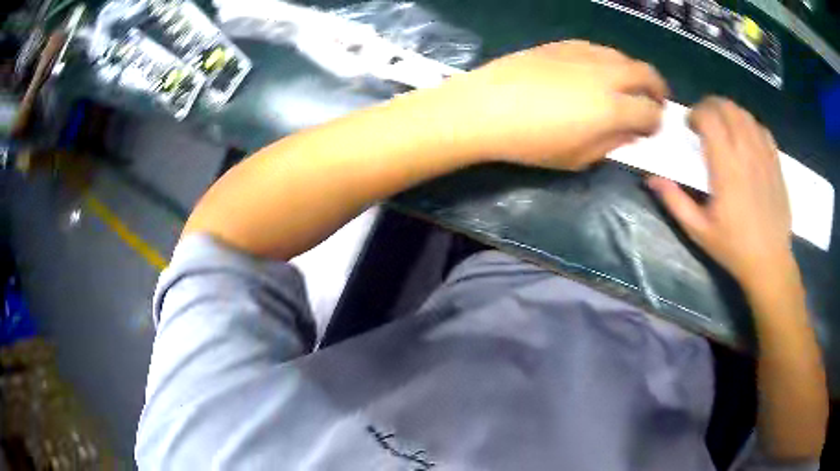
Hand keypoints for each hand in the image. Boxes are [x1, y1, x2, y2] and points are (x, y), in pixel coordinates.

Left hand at [433, 40, 668, 169]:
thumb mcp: (577, 158)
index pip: (651, 112)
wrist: (485, 107)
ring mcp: (584, 54)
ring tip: (628, 86)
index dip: (656, 122)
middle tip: (654, 101)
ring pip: (623, 57)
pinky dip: (608, 61)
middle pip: (646, 74)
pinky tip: (598, 72)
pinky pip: (598, 49)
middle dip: (657, 89)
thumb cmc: (530, 142)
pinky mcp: (563, 44)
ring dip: (634, 72)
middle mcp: (605, 75)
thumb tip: (630, 133)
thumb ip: (611, 144)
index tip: (651, 128)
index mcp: (612, 108)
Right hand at [647, 97, 793, 289]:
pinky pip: (761, 128)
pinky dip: (749, 124)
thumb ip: (675, 202)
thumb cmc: (733, 248)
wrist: (770, 262)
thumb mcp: (699, 231)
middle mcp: (746, 153)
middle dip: (710, 106)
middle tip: (703, 123)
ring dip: (729, 113)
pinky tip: (745, 138)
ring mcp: (764, 155)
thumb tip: (652, 179)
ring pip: (744, 114)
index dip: (695, 113)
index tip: (690, 127)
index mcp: (726, 168)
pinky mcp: (775, 162)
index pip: (709, 117)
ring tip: (723, 129)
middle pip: (727, 107)